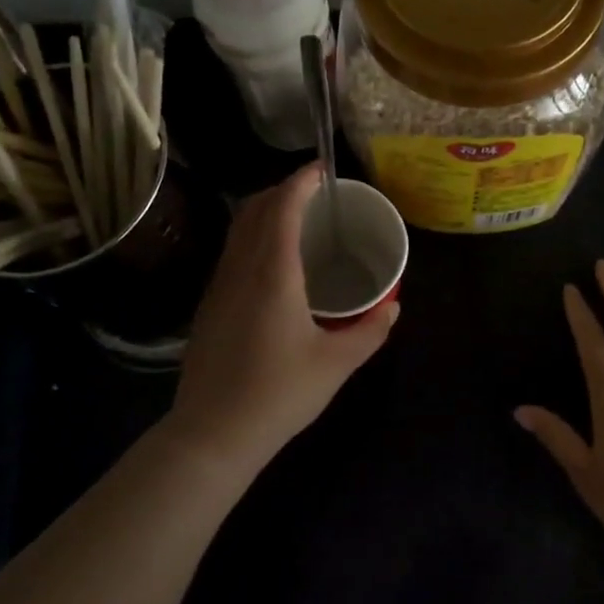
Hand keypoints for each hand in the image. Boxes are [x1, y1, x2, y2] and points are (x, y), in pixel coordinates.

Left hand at [165, 163, 397, 473]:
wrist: (212, 434)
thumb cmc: (279, 394)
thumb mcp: (336, 364)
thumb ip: (370, 331)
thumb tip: (394, 307)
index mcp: (274, 274)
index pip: (283, 208)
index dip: (301, 182)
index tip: (322, 170)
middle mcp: (242, 269)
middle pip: (255, 209)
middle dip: (283, 189)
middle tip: (315, 192)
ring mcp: (219, 286)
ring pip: (238, 229)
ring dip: (265, 211)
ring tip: (297, 218)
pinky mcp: (210, 305)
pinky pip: (232, 252)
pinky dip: (254, 236)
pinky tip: (273, 261)